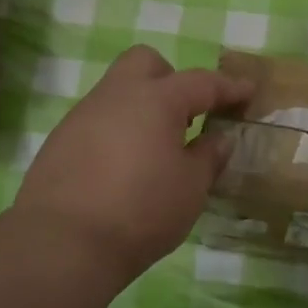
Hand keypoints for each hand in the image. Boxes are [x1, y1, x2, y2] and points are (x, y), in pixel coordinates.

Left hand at [15, 46, 251, 276]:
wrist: (61, 244)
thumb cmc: (141, 210)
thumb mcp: (191, 188)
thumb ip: (208, 156)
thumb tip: (219, 138)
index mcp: (157, 99)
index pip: (202, 82)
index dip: (229, 87)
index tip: (248, 91)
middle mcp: (117, 95)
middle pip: (146, 63)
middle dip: (171, 78)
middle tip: (186, 115)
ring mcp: (83, 115)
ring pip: (117, 91)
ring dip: (141, 108)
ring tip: (155, 148)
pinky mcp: (59, 141)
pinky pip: (97, 121)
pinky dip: (116, 132)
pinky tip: (122, 167)